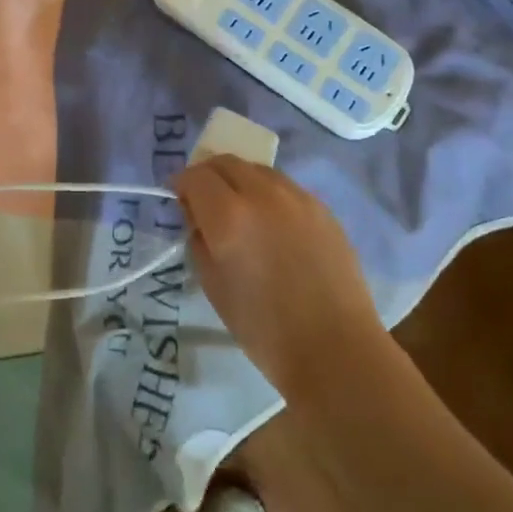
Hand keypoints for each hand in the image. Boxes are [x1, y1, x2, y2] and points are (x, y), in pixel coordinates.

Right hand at [171, 157, 385, 400]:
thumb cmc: (264, 328)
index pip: (196, 176)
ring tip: (238, 208)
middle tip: (203, 199)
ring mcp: (297, 197)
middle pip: (226, 162)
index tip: (177, 197)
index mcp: (229, 216)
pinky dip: (267, 193)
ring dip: (239, 180)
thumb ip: (198, 239)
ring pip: (257, 170)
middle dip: (208, 175)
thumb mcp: (212, 285)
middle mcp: (263, 194)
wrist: (335, 348)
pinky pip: (284, 186)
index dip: (181, 183)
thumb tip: (197, 216)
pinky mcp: (321, 207)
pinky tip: (271, 222)